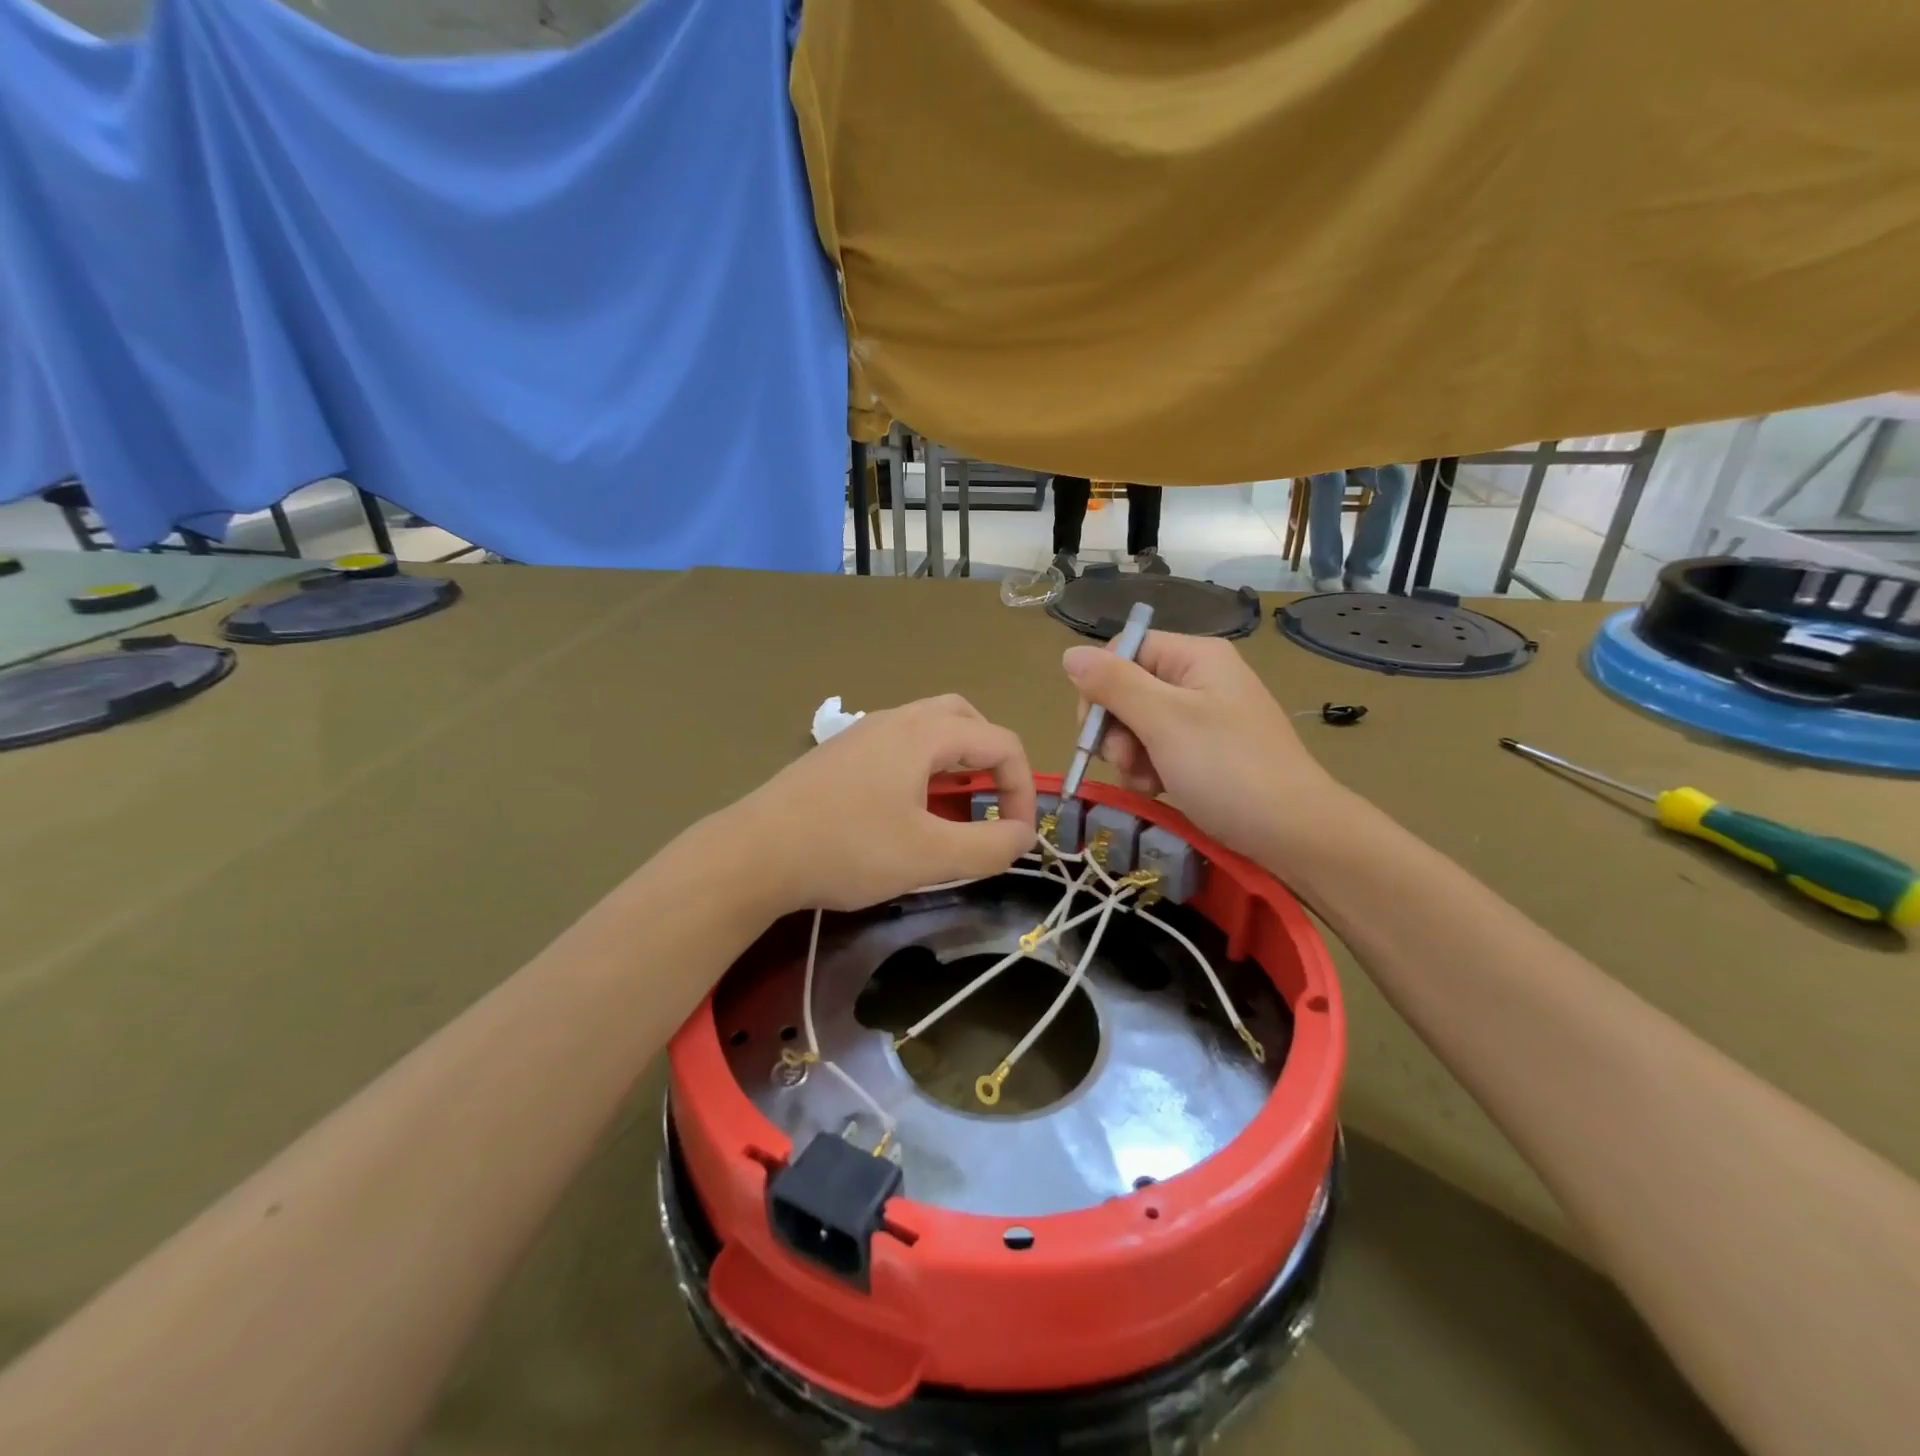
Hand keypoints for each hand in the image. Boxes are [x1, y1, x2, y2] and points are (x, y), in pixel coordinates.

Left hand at [735, 696, 1036, 913]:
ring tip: (957, 803)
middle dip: (991, 757)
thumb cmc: (846, 850)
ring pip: (928, 727)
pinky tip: (907, 805)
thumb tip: (1024, 835)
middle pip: (965, 718)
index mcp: (923, 734)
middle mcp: (894, 720)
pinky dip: (924, 764)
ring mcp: (861, 733)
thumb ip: (989, 846)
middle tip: (993, 800)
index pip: (1000, 742)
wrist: (753, 853)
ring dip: (956, 758)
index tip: (1019, 835)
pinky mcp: (839, 754)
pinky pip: (898, 743)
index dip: (1022, 787)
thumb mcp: (929, 857)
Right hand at [1062, 634, 1344, 863]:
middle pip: (1129, 688)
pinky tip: (1158, 790)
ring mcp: (1206, 716)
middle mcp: (1200, 678)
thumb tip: (1070, 653)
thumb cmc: (1227, 769)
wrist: (1294, 833)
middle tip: (1123, 761)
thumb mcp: (1163, 721)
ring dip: (1130, 755)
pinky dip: (1150, 769)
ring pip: (1139, 723)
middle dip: (1116, 728)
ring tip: (1146, 782)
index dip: (1101, 687)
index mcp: (1195, 657)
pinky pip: (1161, 748)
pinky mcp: (1208, 751)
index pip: (1124, 651)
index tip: (1095, 729)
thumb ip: (1113, 684)